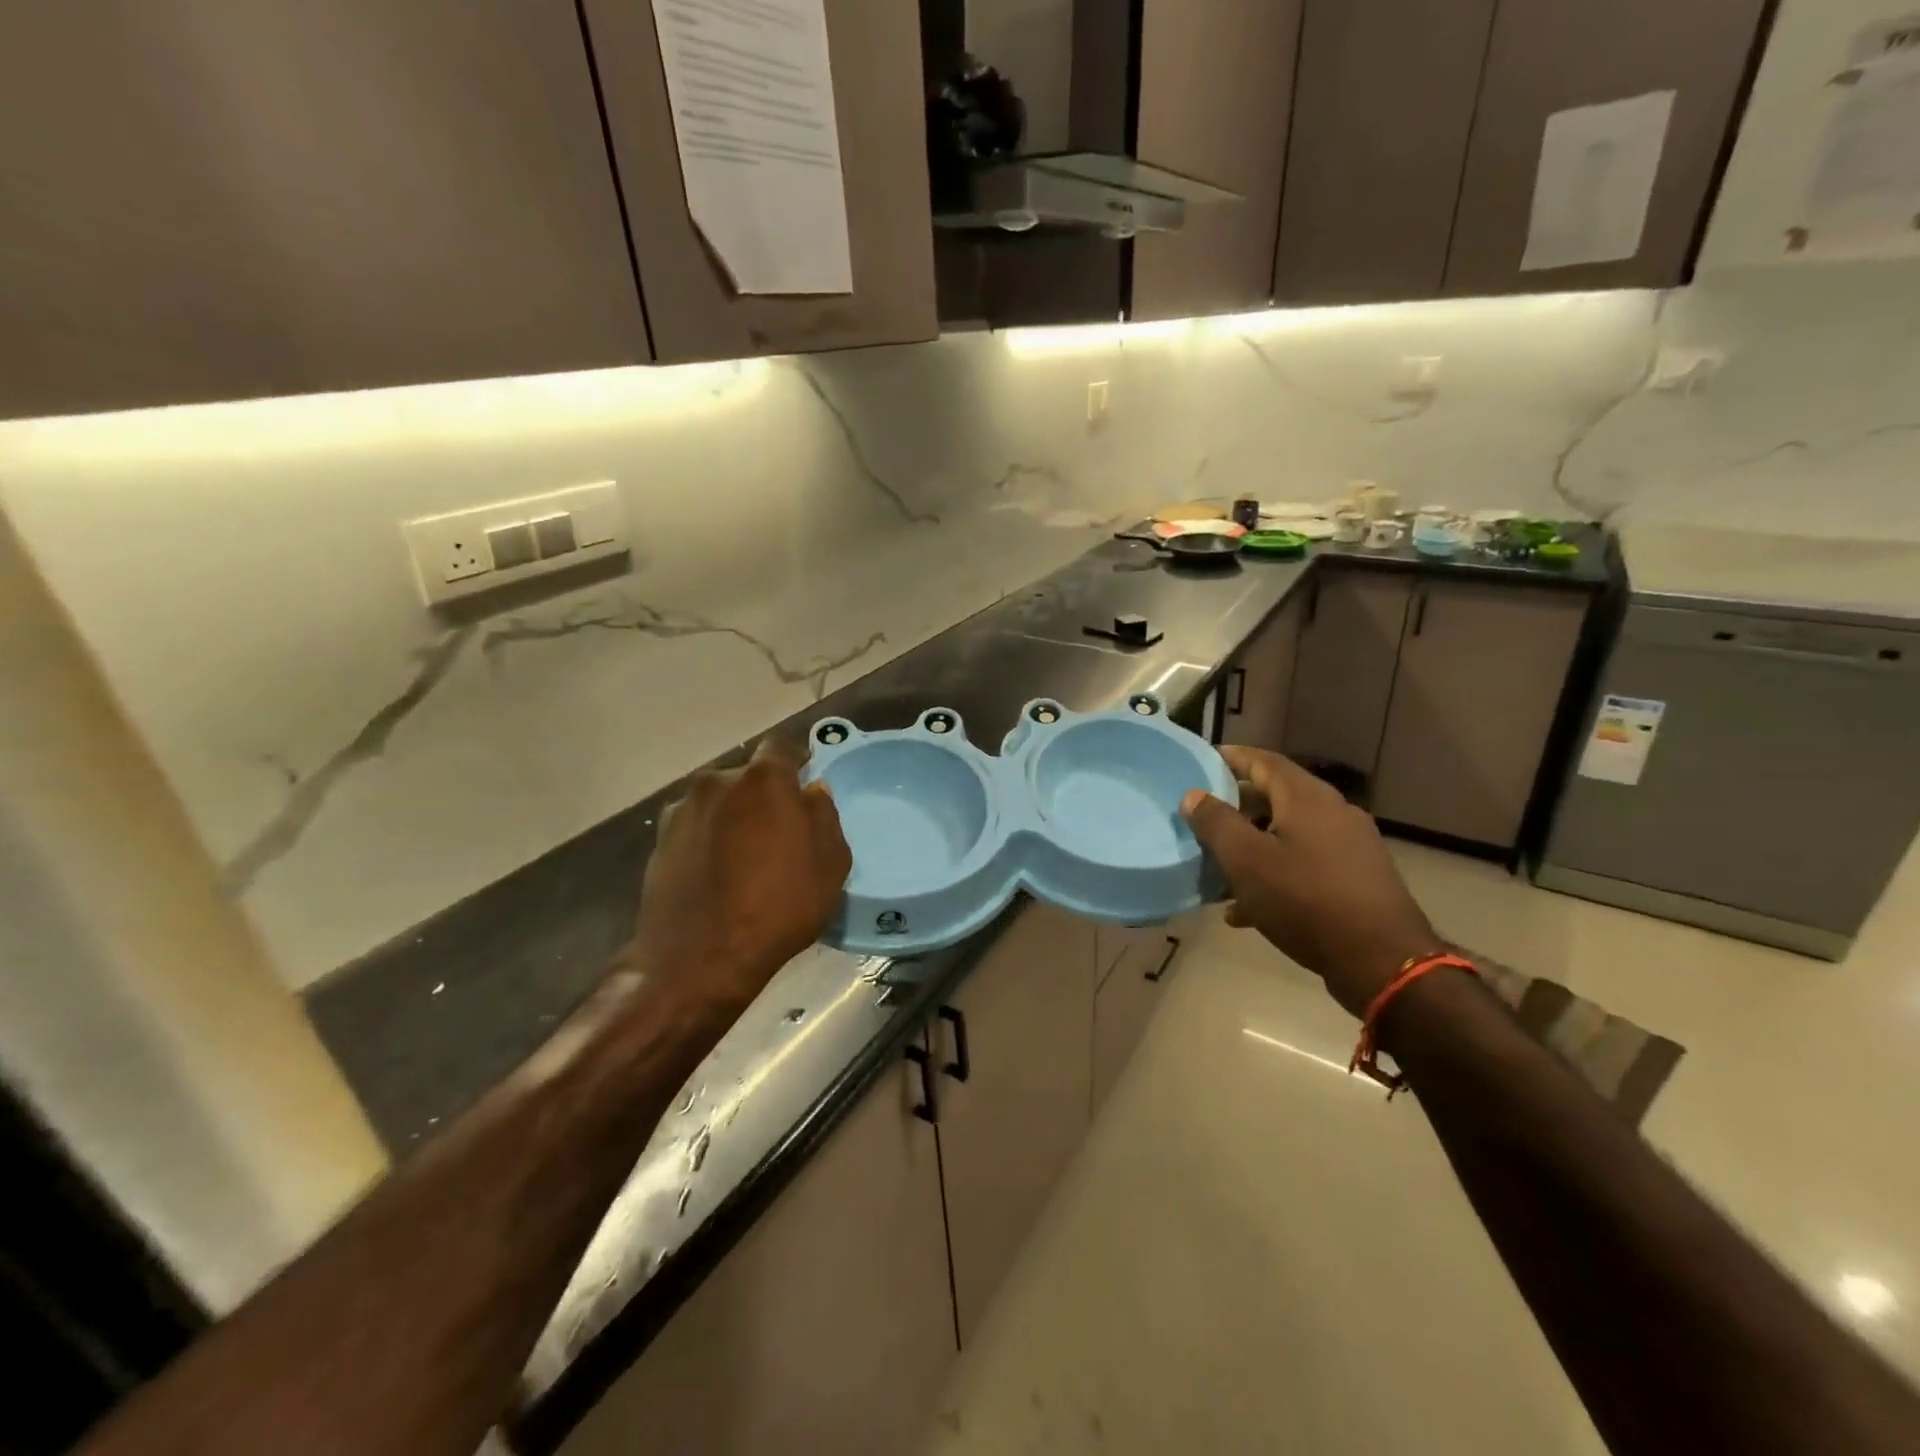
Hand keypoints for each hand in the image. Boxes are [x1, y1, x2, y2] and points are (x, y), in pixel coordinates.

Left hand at [625, 737, 851, 1017]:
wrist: (699, 960)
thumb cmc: (779, 908)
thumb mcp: (830, 864)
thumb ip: (824, 816)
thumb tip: (811, 792)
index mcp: (763, 780)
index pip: (782, 746)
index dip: (797, 761)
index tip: (805, 785)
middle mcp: (717, 782)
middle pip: (747, 776)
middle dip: (764, 794)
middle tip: (777, 830)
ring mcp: (682, 810)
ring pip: (718, 800)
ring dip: (733, 816)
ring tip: (743, 857)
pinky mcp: (658, 840)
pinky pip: (695, 826)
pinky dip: (708, 838)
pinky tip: (716, 873)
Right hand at [1181, 745, 1438, 1017]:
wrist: (1381, 961)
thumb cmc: (1305, 900)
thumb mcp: (1246, 861)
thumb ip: (1216, 823)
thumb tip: (1195, 795)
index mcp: (1307, 798)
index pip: (1264, 761)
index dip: (1231, 758)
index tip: (1202, 761)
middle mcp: (1333, 812)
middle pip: (1276, 797)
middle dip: (1237, 808)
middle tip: (1203, 819)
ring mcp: (1350, 846)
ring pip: (1288, 835)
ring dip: (1253, 847)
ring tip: (1220, 869)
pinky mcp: (1357, 879)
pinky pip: (1305, 864)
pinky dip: (1275, 874)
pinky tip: (1248, 910)